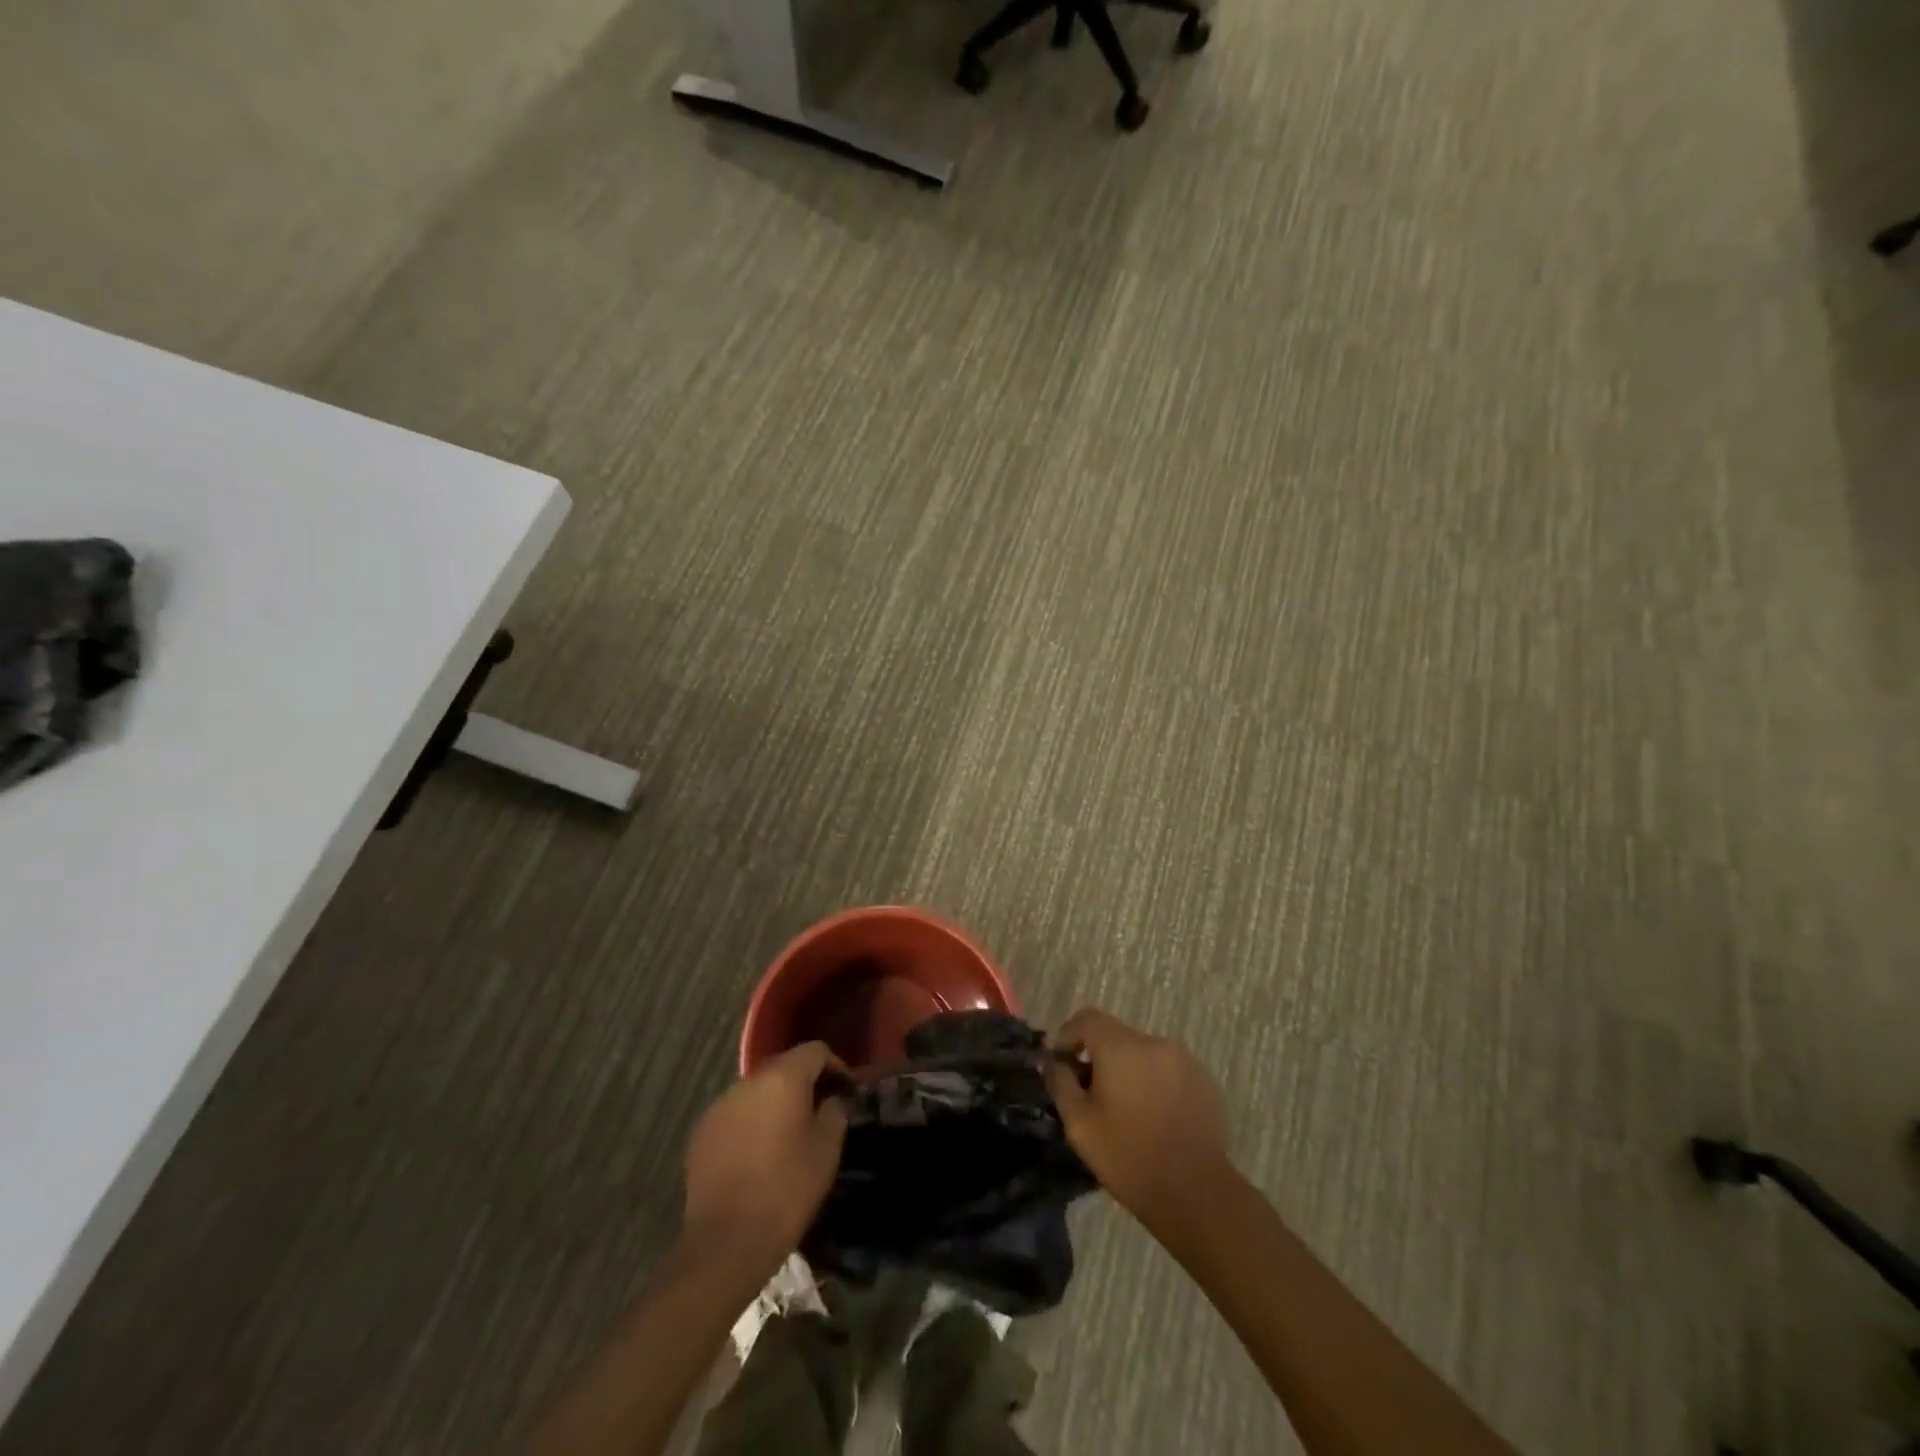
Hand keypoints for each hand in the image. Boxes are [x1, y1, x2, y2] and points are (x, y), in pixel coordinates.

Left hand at [682, 1042, 848, 1280]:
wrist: (726, 1243)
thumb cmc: (787, 1190)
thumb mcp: (827, 1149)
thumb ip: (835, 1111)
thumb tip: (832, 1099)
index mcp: (782, 1078)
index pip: (815, 1051)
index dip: (835, 1066)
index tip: (847, 1091)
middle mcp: (747, 1082)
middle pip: (783, 1066)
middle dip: (805, 1082)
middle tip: (821, 1110)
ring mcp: (720, 1106)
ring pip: (757, 1091)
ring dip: (776, 1102)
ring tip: (789, 1133)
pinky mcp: (701, 1133)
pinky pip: (735, 1114)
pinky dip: (752, 1122)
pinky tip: (759, 1153)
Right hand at [1044, 1008, 1235, 1240]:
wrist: (1195, 1193)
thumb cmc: (1128, 1158)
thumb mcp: (1080, 1125)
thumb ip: (1060, 1082)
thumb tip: (1050, 1060)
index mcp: (1121, 1047)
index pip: (1086, 1018)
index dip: (1068, 1035)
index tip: (1061, 1064)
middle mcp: (1154, 1042)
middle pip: (1115, 1034)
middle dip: (1097, 1055)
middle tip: (1089, 1091)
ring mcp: (1183, 1059)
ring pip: (1142, 1051)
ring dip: (1127, 1067)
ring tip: (1123, 1106)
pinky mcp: (1203, 1078)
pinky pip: (1166, 1067)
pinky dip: (1152, 1080)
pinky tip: (1152, 1114)